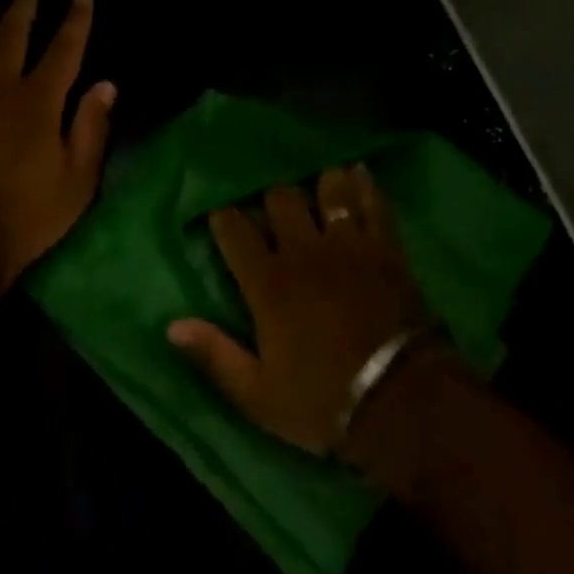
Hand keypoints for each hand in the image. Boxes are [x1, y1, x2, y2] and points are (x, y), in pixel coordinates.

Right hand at [168, 166, 430, 456]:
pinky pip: (373, 204)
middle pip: (281, 199)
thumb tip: (171, 325)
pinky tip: (359, 171)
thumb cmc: (323, 401)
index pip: (235, 231)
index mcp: (268, 284)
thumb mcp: (258, 394)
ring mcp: (348, 245)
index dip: (225, 218)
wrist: (401, 402)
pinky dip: (365, 185)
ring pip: (327, 191)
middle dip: (272, 198)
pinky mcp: (385, 248)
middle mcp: (304, 252)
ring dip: (320, 183)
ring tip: (317, 182)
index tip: (222, 217)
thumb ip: (214, 355)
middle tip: (273, 209)